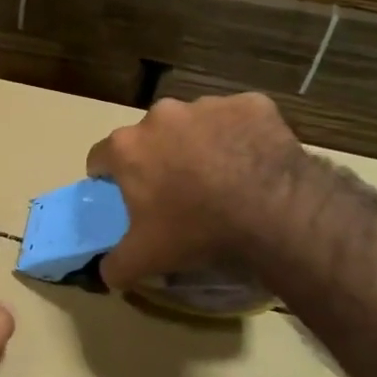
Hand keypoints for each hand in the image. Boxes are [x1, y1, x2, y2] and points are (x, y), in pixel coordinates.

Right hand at [86, 93, 306, 290]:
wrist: (275, 213)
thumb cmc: (197, 231)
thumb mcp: (145, 259)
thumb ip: (115, 265)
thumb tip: (107, 272)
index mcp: (127, 147)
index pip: (100, 156)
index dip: (110, 178)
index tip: (126, 196)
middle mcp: (161, 115)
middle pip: (150, 137)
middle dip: (159, 158)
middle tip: (178, 192)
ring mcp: (208, 105)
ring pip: (194, 124)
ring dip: (200, 145)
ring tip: (222, 180)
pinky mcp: (251, 105)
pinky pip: (238, 120)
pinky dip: (241, 137)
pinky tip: (255, 164)